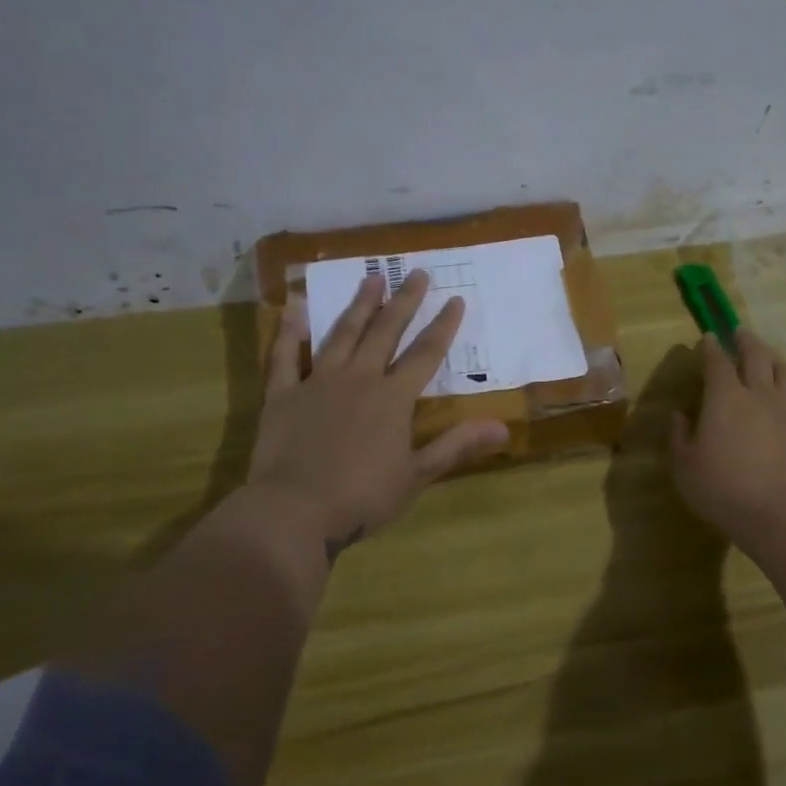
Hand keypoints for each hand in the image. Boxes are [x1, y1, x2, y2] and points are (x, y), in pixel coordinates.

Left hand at [242, 268, 509, 558]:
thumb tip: (503, 427)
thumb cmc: (362, 497)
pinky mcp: (283, 395)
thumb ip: (456, 445)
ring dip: (359, 306)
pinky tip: (293, 310)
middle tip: (417, 273)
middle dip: (405, 302)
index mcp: (393, 398)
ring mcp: (318, 383)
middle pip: (386, 332)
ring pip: (342, 334)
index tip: (456, 300)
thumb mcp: (417, 475)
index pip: (426, 354)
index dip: (443, 327)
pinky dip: (288, 333)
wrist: (294, 512)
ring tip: (371, 277)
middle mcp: (358, 379)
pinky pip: (284, 357)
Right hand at [670, 330, 785, 546]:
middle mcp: (760, 393)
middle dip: (745, 340)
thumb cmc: (724, 491)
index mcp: (725, 398)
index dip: (711, 347)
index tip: (708, 338)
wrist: (783, 515)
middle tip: (740, 332)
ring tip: (768, 356)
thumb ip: (679, 437)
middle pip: (756, 355)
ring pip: (785, 370)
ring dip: (773, 358)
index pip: (717, 362)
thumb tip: (678, 416)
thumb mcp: (685, 467)